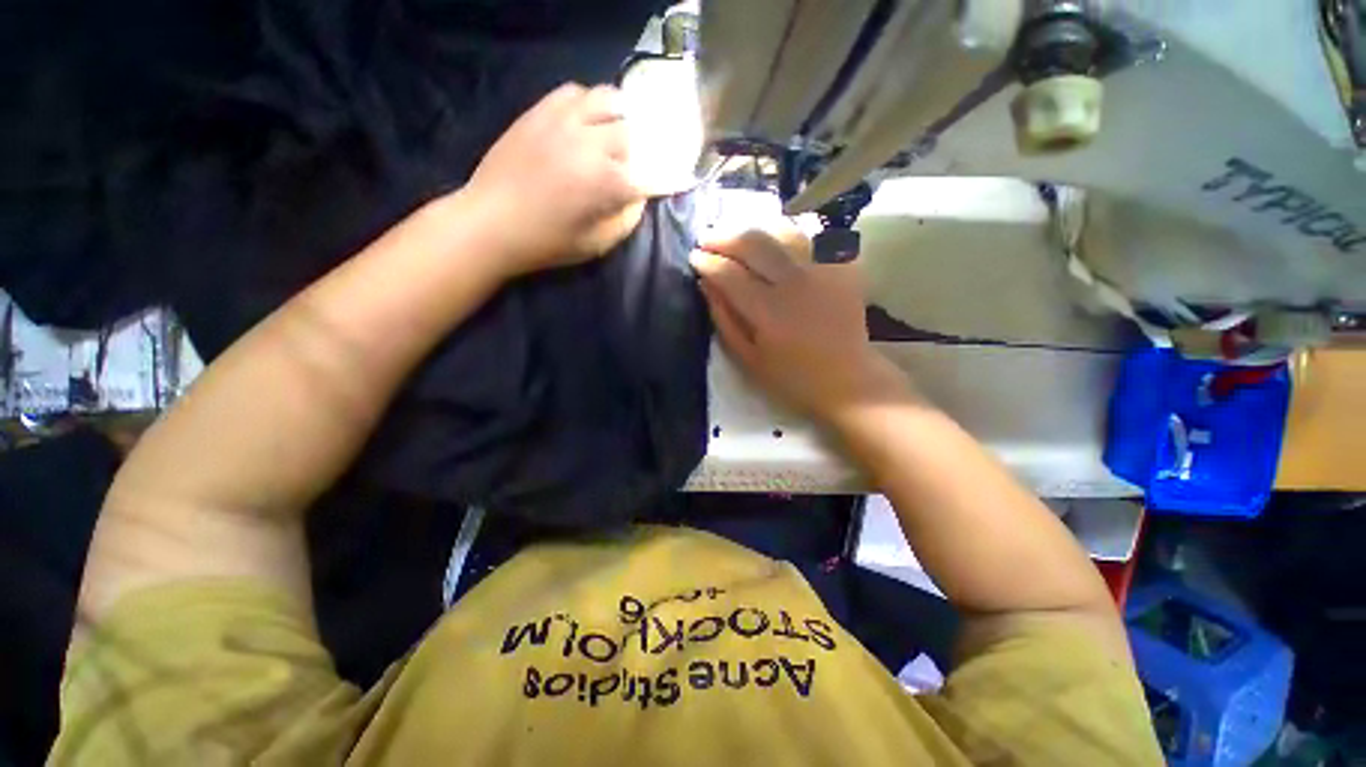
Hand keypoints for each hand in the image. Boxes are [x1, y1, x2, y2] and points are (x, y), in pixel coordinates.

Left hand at [465, 83, 646, 276]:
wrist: (491, 222)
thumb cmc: (547, 242)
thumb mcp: (596, 244)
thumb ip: (626, 220)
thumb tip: (639, 196)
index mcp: (607, 183)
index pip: (649, 175)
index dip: (662, 180)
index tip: (671, 183)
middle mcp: (591, 144)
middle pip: (632, 134)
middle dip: (637, 152)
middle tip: (628, 167)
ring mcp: (564, 122)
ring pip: (608, 100)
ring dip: (619, 118)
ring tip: (613, 134)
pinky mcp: (540, 112)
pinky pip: (574, 91)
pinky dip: (589, 103)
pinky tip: (585, 121)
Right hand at [690, 222, 911, 422]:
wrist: (847, 378)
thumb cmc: (791, 376)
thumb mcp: (748, 358)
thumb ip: (724, 319)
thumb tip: (705, 284)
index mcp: (769, 312)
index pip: (730, 273)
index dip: (707, 261)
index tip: (694, 257)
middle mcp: (796, 282)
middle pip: (754, 243)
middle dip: (723, 236)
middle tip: (706, 239)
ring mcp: (823, 270)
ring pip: (781, 231)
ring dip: (752, 229)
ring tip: (735, 235)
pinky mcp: (843, 266)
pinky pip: (810, 236)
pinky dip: (786, 233)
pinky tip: (773, 240)